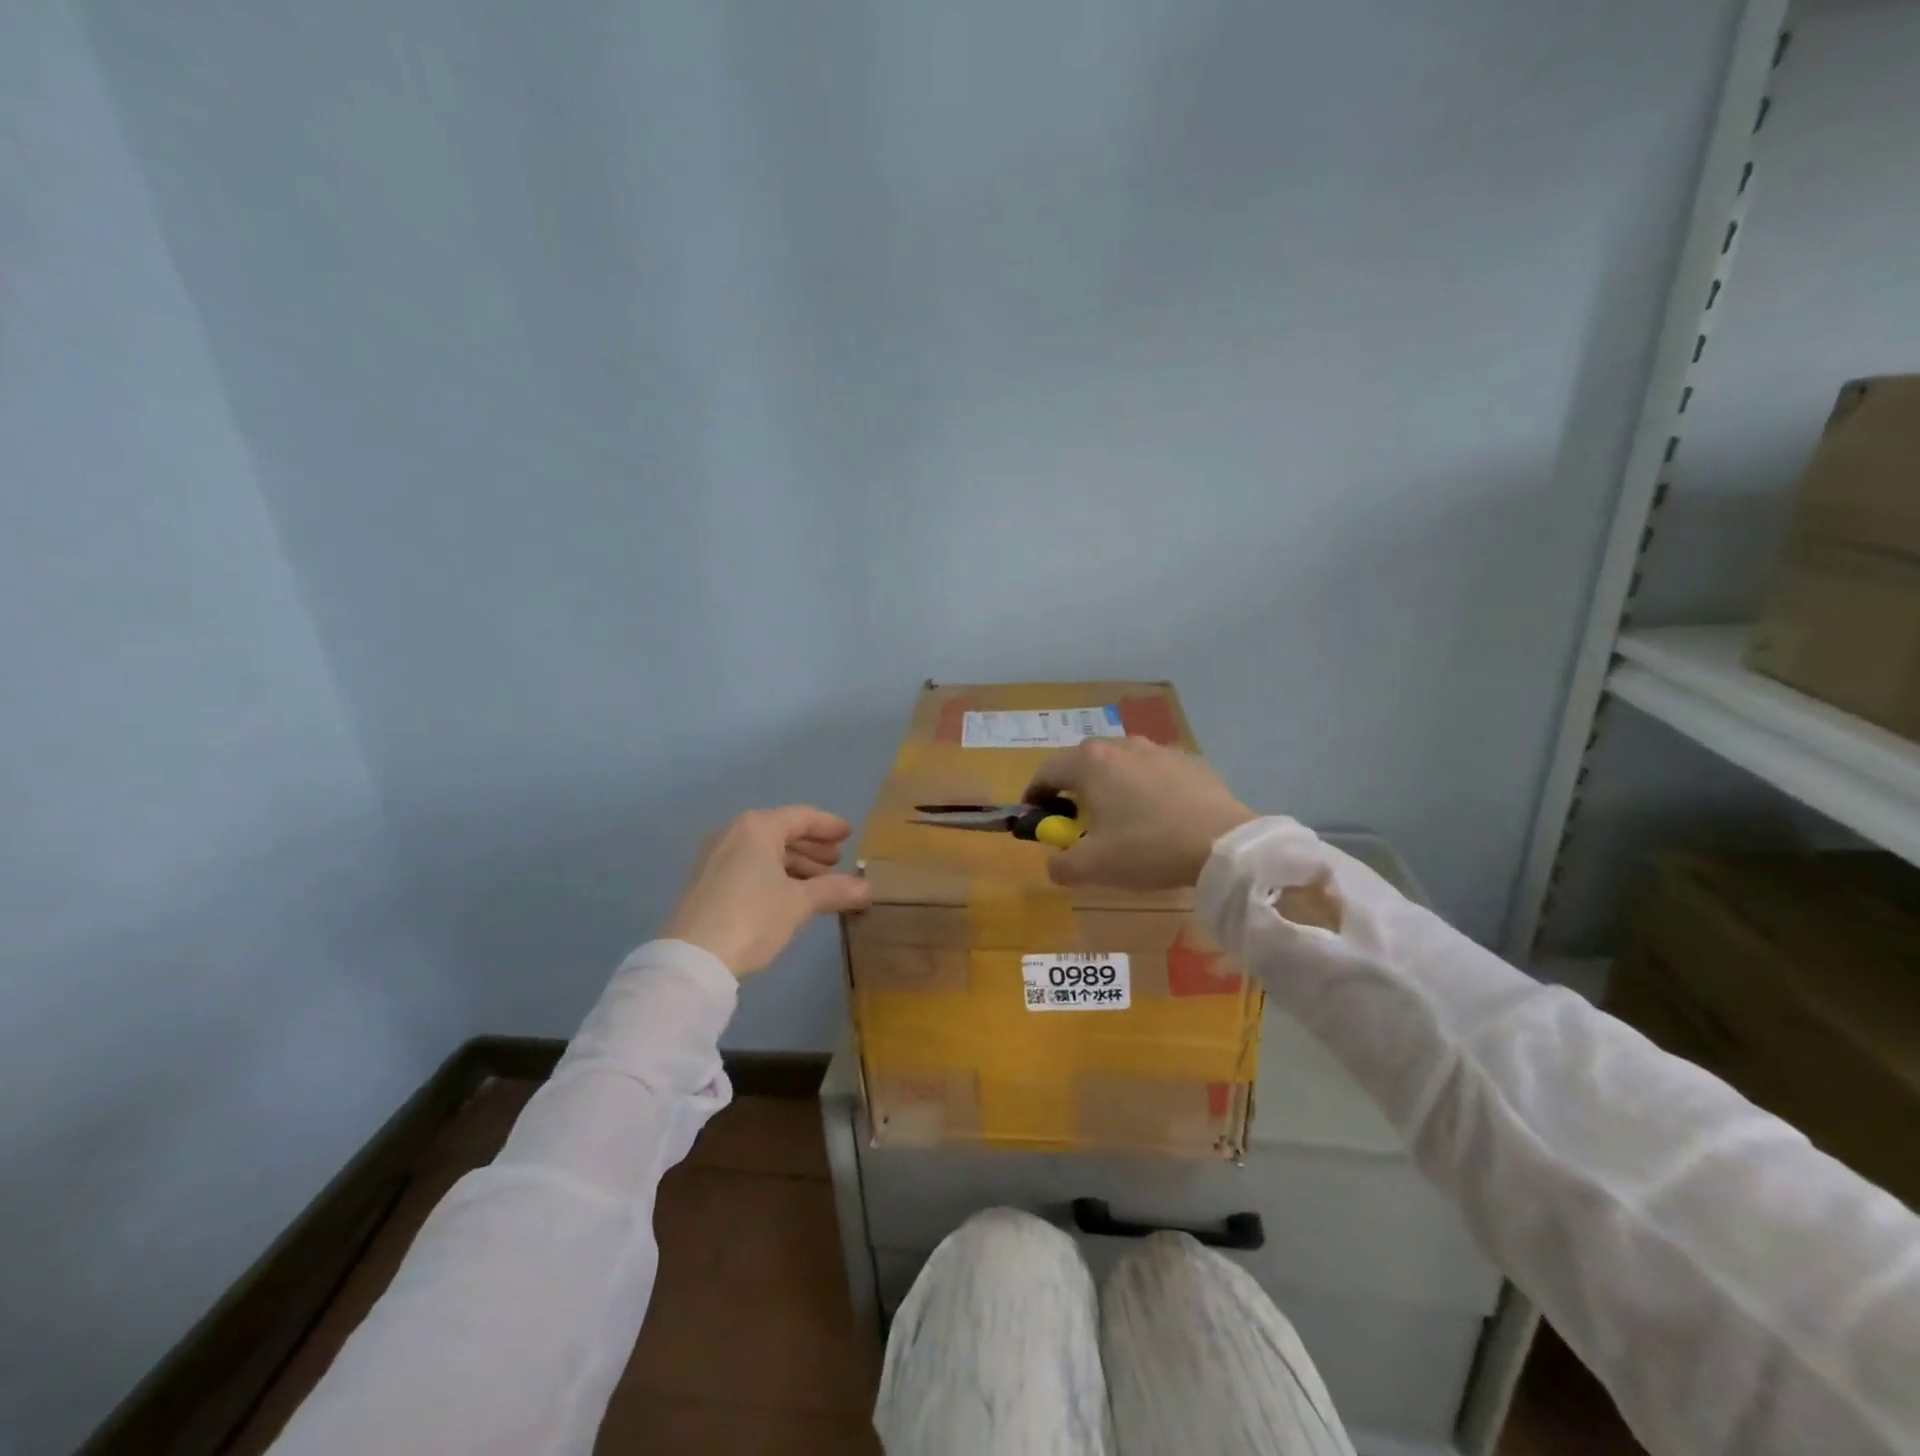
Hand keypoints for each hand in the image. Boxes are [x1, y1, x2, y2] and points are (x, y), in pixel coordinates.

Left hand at [663, 806, 872, 975]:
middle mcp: (733, 833)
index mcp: (757, 827)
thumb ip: (835, 890)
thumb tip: (868, 888)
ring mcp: (714, 857)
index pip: (801, 817)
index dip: (828, 826)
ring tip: (818, 884)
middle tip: (836, 862)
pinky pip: (747, 866)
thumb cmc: (753, 917)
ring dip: (794, 864)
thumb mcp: (800, 903)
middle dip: (811, 847)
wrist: (693, 959)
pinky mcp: (705, 881)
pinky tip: (788, 895)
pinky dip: (772, 874)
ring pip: (764, 851)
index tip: (849, 835)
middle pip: (781, 832)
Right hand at [1025, 738, 1254, 890]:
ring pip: (1119, 766)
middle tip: (1077, 824)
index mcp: (1090, 763)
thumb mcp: (1093, 867)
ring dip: (1109, 789)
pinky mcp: (1188, 760)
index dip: (1034, 796)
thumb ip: (1060, 865)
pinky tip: (1157, 818)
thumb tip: (1055, 862)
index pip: (1046, 772)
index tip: (1036, 819)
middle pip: (1082, 765)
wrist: (1223, 844)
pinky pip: (1151, 773)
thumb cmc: (1147, 848)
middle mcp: (1120, 746)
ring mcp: (1157, 749)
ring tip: (1120, 821)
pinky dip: (1143, 790)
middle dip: (1073, 793)